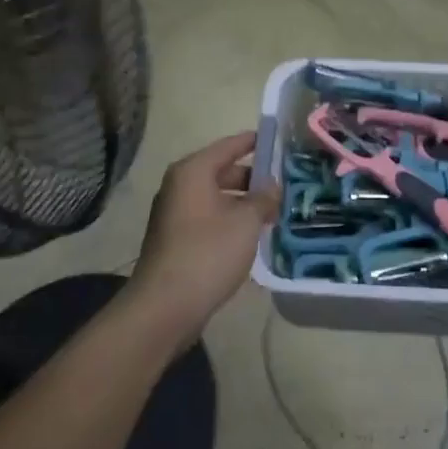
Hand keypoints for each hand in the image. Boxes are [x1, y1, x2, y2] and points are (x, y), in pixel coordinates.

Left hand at [126, 133, 278, 346]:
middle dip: (253, 179)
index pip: (229, 145)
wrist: (164, 307)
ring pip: (216, 197)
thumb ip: (263, 198)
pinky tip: (251, 236)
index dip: (255, 142)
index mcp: (193, 171)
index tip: (278, 141)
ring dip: (243, 203)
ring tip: (273, 213)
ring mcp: (174, 213)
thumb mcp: (246, 222)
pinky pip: (208, 218)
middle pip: (222, 171)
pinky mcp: (175, 239)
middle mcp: (180, 185)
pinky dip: (229, 220)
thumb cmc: (208, 253)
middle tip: (283, 185)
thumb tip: (273, 186)